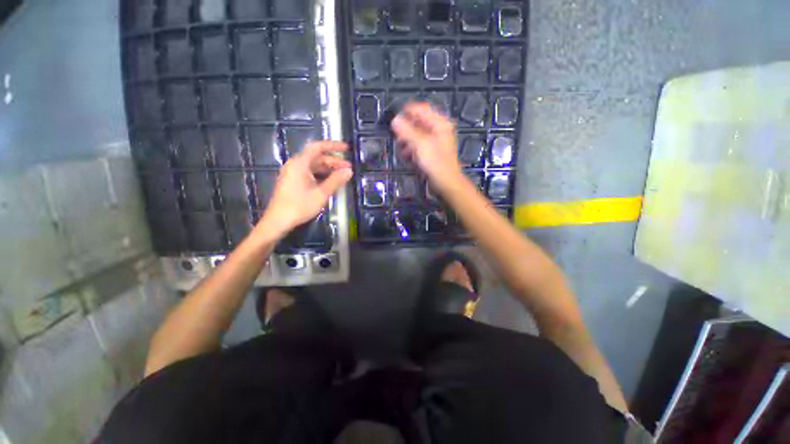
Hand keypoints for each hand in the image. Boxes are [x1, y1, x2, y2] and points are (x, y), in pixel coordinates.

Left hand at [256, 141, 351, 236]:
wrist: (278, 221)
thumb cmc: (300, 205)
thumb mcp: (321, 193)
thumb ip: (336, 180)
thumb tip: (349, 171)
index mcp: (300, 163)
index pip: (318, 147)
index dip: (333, 146)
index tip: (346, 149)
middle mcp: (295, 165)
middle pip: (317, 157)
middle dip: (334, 161)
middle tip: (348, 168)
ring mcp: (293, 173)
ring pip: (314, 166)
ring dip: (328, 169)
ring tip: (342, 175)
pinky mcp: (293, 182)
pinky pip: (310, 173)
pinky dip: (321, 175)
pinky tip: (330, 182)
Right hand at [391, 102, 462, 191]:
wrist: (446, 184)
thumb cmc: (436, 163)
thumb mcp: (420, 145)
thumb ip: (407, 131)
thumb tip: (395, 119)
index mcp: (439, 123)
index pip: (420, 109)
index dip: (407, 113)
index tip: (394, 121)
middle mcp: (437, 131)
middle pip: (417, 123)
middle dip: (406, 131)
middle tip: (398, 140)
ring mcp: (433, 143)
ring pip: (415, 137)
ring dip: (407, 143)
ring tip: (403, 152)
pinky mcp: (430, 154)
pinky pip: (417, 147)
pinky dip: (411, 151)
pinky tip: (408, 158)